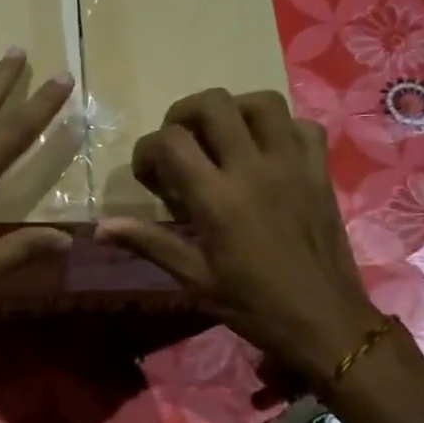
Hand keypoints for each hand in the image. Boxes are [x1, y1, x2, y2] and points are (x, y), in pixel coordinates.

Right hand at [95, 89, 383, 382]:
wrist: (324, 320)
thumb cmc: (253, 305)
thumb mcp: (195, 279)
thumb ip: (149, 243)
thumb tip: (99, 228)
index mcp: (217, 197)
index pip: (170, 142)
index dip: (147, 149)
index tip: (147, 174)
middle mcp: (254, 168)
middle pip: (213, 104)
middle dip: (184, 114)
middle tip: (179, 143)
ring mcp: (292, 164)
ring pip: (262, 102)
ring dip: (234, 110)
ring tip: (222, 136)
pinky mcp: (320, 171)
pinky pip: (303, 126)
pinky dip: (281, 128)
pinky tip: (268, 151)